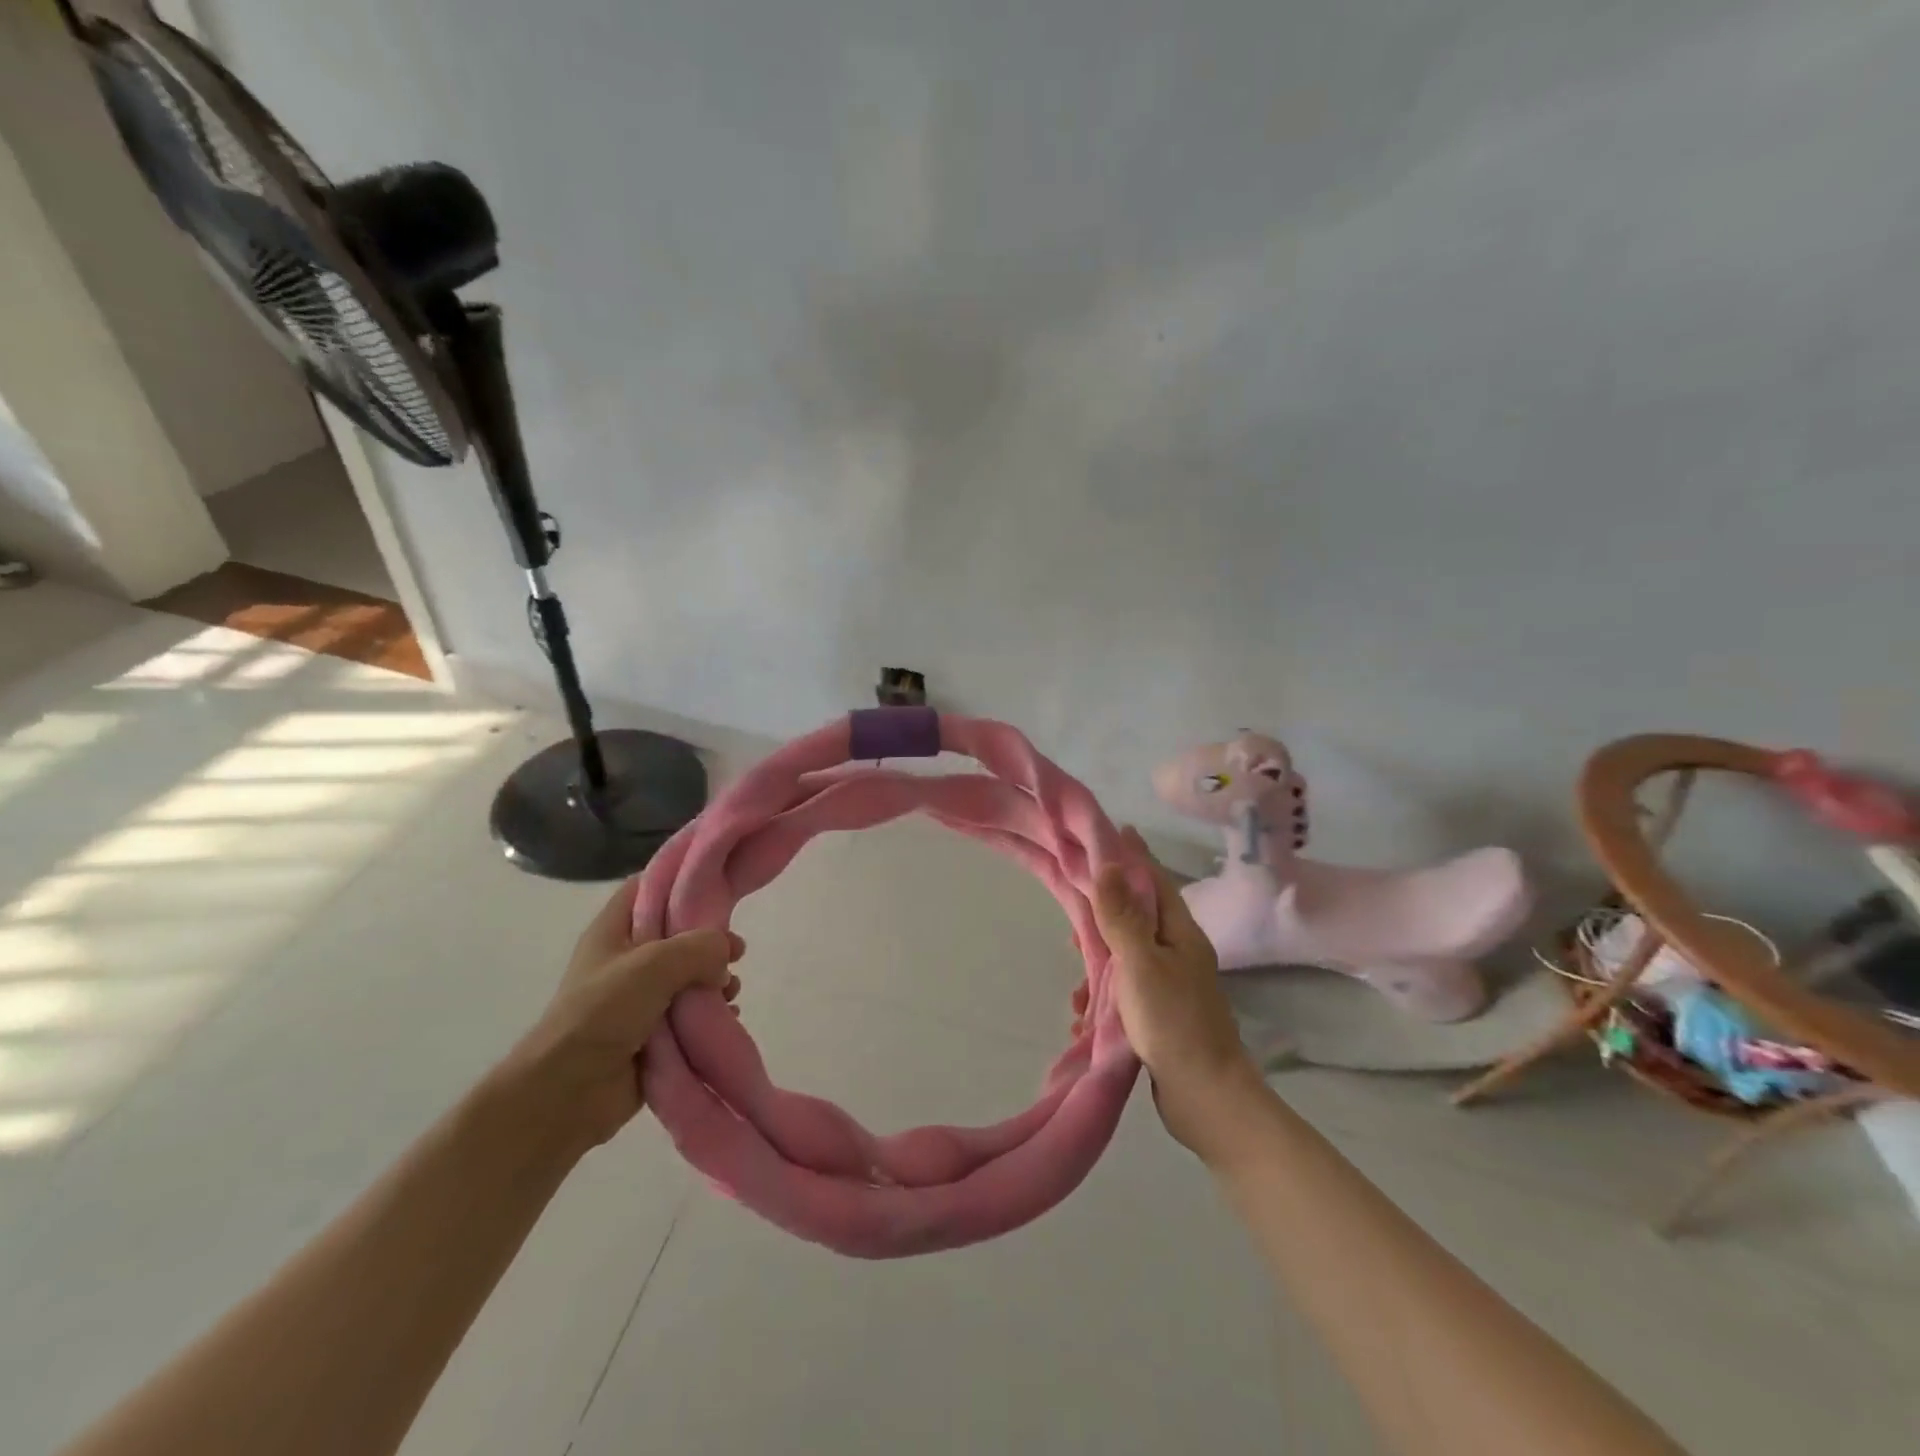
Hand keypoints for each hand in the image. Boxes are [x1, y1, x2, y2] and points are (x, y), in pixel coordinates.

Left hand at [503, 880, 742, 1155]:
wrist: (566, 1094)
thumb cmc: (601, 1014)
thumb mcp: (653, 964)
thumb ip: (698, 947)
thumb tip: (725, 954)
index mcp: (614, 930)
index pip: (648, 886)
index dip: (681, 880)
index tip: (719, 882)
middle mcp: (627, 959)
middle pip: (677, 933)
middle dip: (710, 939)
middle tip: (736, 950)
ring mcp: (639, 998)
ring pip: (689, 975)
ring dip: (715, 979)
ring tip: (730, 990)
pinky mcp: (653, 1033)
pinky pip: (690, 1013)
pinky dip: (711, 1012)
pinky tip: (728, 1016)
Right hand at [1081, 830, 1256, 1152]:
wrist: (1205, 1097)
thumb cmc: (1173, 1020)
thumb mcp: (1141, 962)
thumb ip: (1122, 915)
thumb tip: (1108, 864)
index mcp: (1180, 932)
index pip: (1154, 879)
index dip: (1133, 855)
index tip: (1111, 832)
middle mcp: (1178, 951)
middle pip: (1136, 916)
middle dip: (1103, 914)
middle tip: (1074, 919)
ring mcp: (1170, 984)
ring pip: (1126, 956)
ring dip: (1098, 965)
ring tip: (1077, 988)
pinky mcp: (1159, 1014)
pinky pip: (1125, 992)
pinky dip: (1104, 999)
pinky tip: (1085, 1018)